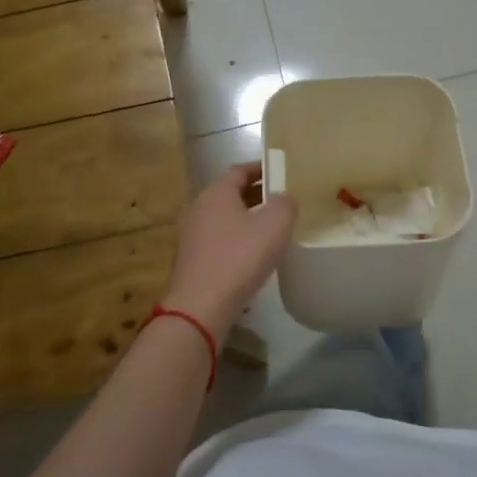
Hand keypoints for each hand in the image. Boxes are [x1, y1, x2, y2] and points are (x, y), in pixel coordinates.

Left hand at [162, 163, 296, 335]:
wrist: (200, 307)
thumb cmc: (239, 259)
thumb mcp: (275, 226)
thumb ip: (284, 204)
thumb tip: (283, 198)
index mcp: (217, 193)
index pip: (239, 170)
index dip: (261, 169)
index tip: (280, 173)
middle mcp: (199, 208)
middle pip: (230, 193)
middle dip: (255, 194)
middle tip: (281, 201)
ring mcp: (191, 236)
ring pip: (224, 218)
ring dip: (245, 219)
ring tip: (270, 229)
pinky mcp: (191, 260)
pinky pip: (218, 240)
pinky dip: (235, 240)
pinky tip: (251, 256)